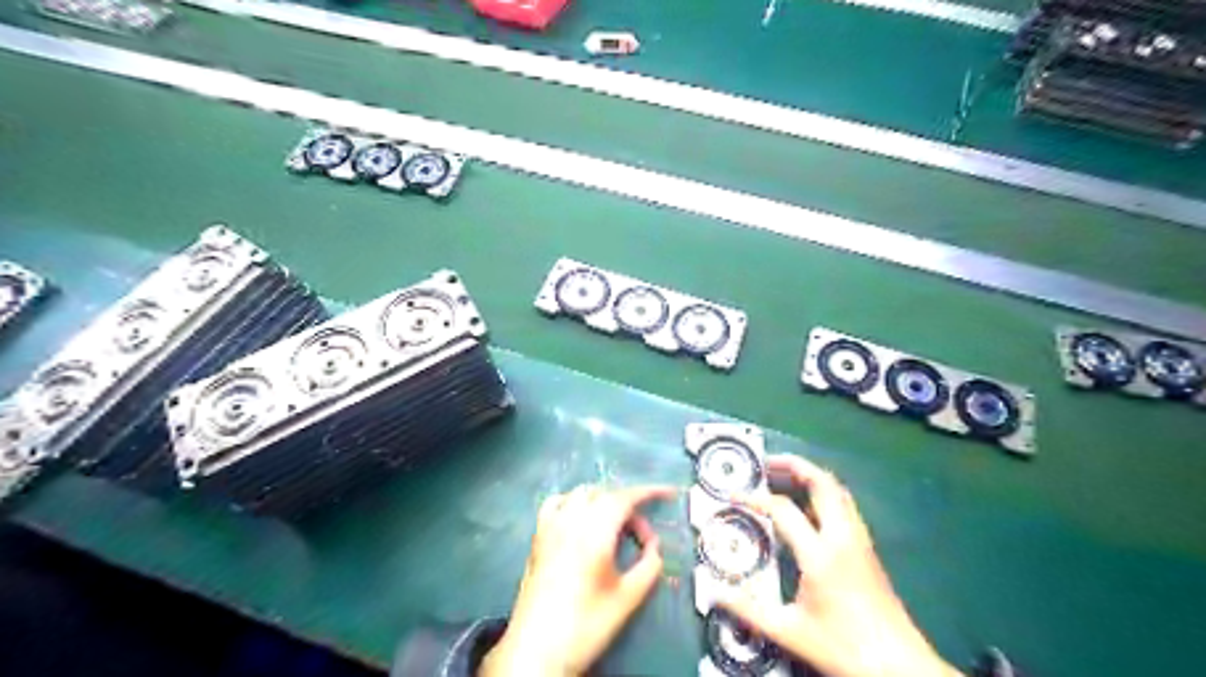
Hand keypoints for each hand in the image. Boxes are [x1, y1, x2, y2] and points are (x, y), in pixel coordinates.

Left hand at [478, 484, 674, 674]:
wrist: (537, 650)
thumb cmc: (586, 625)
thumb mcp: (627, 599)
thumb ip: (648, 567)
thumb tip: (654, 548)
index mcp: (594, 533)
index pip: (625, 498)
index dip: (649, 491)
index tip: (668, 493)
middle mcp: (570, 521)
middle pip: (605, 494)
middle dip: (629, 505)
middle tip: (643, 536)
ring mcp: (550, 527)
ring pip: (581, 494)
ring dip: (604, 501)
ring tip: (616, 526)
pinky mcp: (537, 538)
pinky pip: (557, 503)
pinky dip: (574, 502)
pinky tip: (580, 519)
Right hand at [715, 454, 963, 675]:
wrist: (900, 666)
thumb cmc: (843, 647)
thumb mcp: (789, 632)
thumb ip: (748, 610)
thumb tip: (714, 594)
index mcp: (820, 554)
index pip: (783, 509)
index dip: (755, 499)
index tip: (733, 496)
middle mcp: (842, 537)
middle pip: (822, 482)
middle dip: (793, 465)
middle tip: (766, 465)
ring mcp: (859, 540)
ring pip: (838, 491)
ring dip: (810, 476)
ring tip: (784, 477)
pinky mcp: (868, 548)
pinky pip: (844, 505)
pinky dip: (823, 493)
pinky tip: (808, 508)